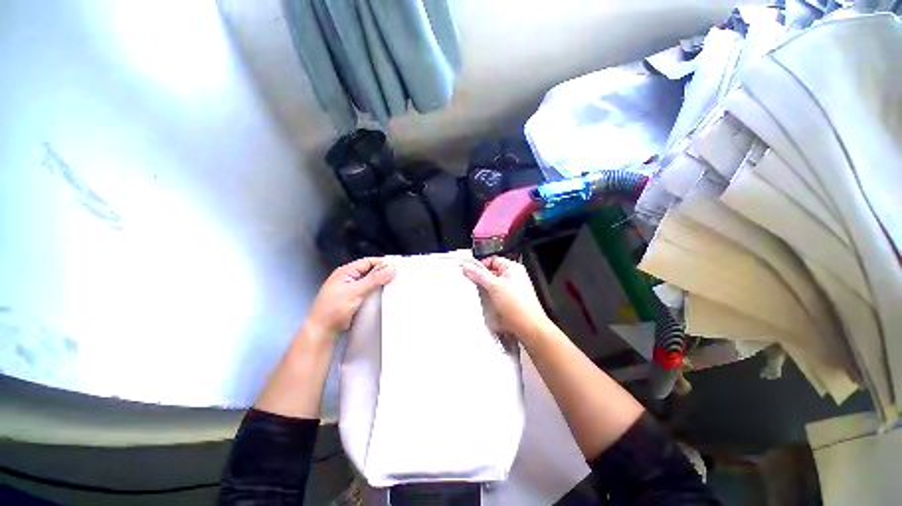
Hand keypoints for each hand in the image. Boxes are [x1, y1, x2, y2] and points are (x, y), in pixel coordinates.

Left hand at [306, 257, 395, 339]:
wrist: (323, 331)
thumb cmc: (334, 309)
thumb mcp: (356, 291)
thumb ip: (375, 279)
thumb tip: (392, 268)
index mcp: (346, 271)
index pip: (369, 262)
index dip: (383, 263)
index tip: (397, 267)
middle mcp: (349, 278)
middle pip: (370, 271)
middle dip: (383, 273)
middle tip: (398, 277)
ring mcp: (351, 289)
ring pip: (370, 282)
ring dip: (380, 283)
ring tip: (394, 285)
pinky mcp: (354, 299)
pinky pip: (368, 291)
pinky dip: (376, 292)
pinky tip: (384, 295)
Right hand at [461, 256, 549, 339]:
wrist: (529, 328)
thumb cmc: (515, 304)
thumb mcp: (494, 286)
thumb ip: (479, 275)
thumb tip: (466, 265)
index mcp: (513, 268)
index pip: (493, 260)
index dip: (480, 265)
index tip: (469, 273)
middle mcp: (514, 276)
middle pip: (492, 272)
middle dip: (481, 277)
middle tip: (469, 284)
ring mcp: (513, 288)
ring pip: (493, 284)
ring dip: (484, 288)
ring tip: (474, 293)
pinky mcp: (510, 300)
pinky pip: (496, 293)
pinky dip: (489, 296)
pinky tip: (482, 301)